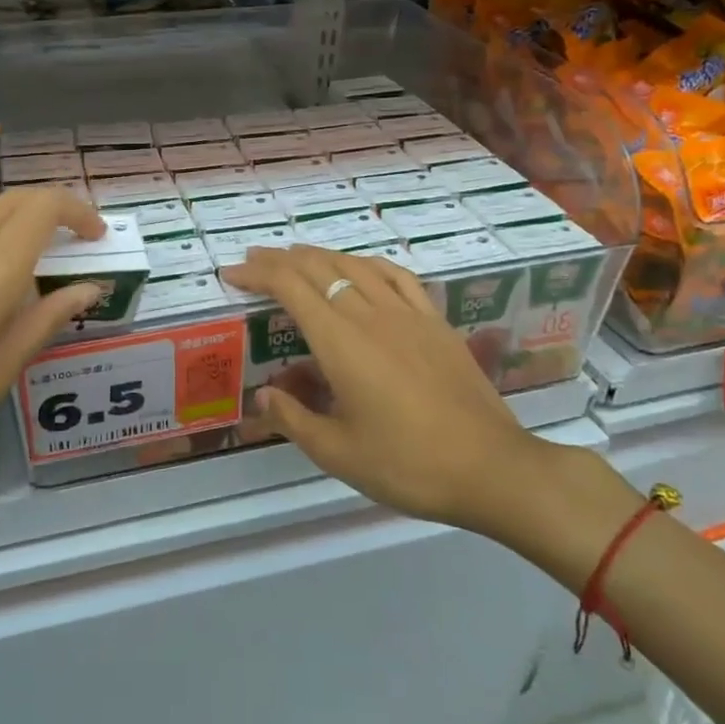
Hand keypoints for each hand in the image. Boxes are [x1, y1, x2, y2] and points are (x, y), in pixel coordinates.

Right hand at [220, 245, 542, 530]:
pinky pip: (397, 276)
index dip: (258, 273)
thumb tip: (263, 394)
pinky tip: (362, 268)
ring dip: (321, 255)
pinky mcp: (436, 322)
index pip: (291, 287)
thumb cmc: (408, 464)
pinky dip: (369, 264)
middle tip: (254, 258)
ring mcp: (408, 314)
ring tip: (298, 256)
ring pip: (356, 266)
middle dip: (281, 259)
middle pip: (320, 268)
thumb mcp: (338, 452)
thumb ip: (293, 419)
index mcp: (341, 343)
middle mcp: (371, 315)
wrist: (491, 468)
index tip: (233, 273)